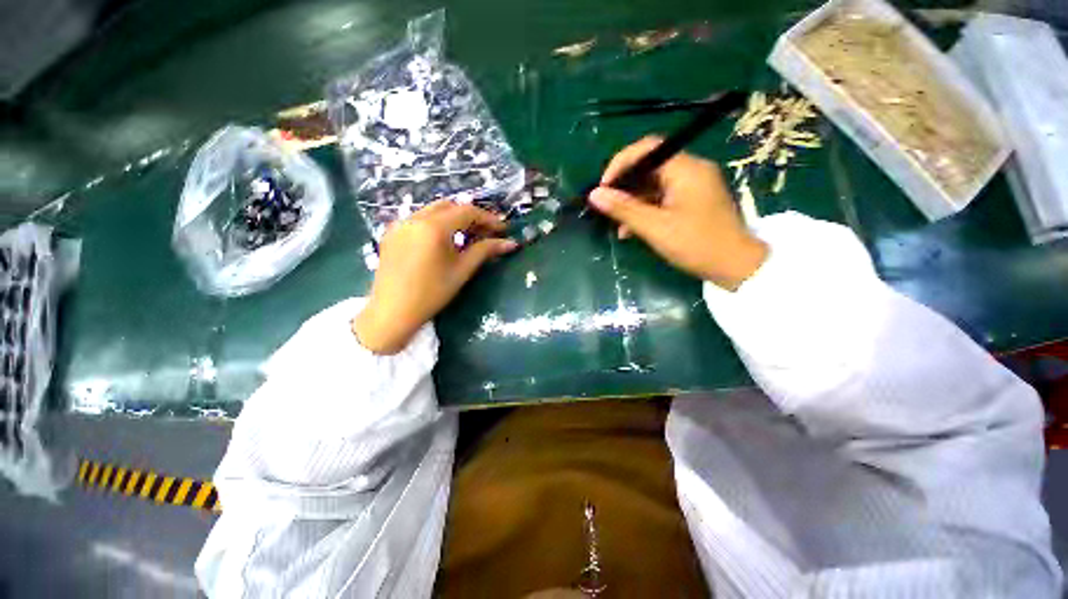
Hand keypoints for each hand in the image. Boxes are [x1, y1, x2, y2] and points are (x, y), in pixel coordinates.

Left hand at [353, 200, 517, 353]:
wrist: (392, 312)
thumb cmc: (432, 293)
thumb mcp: (462, 270)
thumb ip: (485, 251)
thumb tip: (511, 243)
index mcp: (433, 227)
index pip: (467, 211)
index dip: (488, 218)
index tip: (503, 229)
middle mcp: (414, 218)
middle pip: (449, 206)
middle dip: (470, 215)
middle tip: (486, 232)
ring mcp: (399, 224)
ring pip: (433, 210)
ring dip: (453, 218)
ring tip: (467, 236)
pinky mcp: (391, 233)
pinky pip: (418, 219)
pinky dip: (436, 223)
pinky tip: (443, 241)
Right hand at [588, 136, 767, 290]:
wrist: (735, 266)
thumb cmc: (696, 244)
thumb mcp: (655, 227)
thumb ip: (624, 209)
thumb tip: (594, 194)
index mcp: (686, 169)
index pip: (647, 149)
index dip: (620, 164)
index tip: (603, 188)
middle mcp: (691, 170)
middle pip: (649, 167)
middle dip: (625, 187)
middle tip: (607, 207)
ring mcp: (693, 185)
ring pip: (653, 185)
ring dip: (632, 202)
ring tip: (617, 225)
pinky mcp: (692, 200)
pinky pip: (662, 197)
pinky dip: (645, 210)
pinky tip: (631, 230)